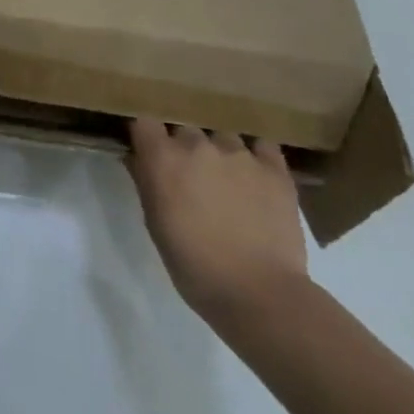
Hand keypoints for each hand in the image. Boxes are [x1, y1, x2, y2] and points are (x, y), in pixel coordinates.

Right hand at [122, 120, 310, 325]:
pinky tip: (254, 173)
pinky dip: (256, 154)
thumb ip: (145, 182)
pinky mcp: (275, 170)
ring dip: (218, 151)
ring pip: (222, 135)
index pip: (145, 122)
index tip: (147, 148)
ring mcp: (240, 154)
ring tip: (225, 177)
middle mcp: (199, 145)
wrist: (257, 291)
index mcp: (163, 158)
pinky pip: (262, 146)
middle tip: (188, 172)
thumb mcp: (154, 222)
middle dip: (182, 145)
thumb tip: (138, 158)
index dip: (145, 134)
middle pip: (184, 128)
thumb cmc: (192, 263)